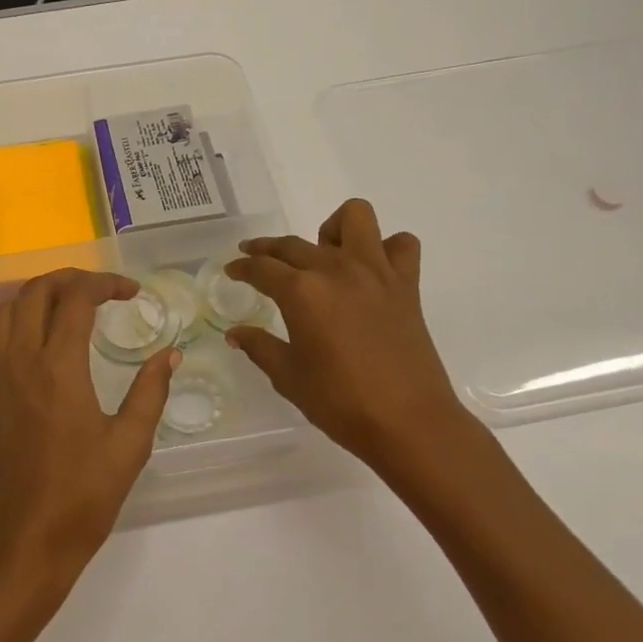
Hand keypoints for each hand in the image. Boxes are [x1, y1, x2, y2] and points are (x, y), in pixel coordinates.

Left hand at [0, 269, 177, 598]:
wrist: (28, 545)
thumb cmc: (84, 497)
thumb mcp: (130, 444)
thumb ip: (150, 391)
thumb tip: (170, 354)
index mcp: (59, 367)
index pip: (77, 299)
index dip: (106, 283)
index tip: (131, 292)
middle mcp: (20, 363)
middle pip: (35, 292)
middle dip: (70, 279)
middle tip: (100, 290)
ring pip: (5, 315)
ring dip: (36, 298)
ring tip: (66, 308)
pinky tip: (15, 351)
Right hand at [225, 199, 501, 511]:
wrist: (410, 424)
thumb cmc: (341, 403)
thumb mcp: (289, 377)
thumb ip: (259, 347)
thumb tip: (235, 333)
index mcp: (302, 292)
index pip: (261, 267)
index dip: (242, 267)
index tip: (232, 270)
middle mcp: (337, 270)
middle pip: (294, 244)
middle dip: (268, 249)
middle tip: (257, 260)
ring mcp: (376, 273)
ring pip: (355, 217)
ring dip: (333, 229)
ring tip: (324, 254)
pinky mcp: (407, 285)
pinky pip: (401, 246)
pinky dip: (386, 249)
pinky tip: (371, 271)